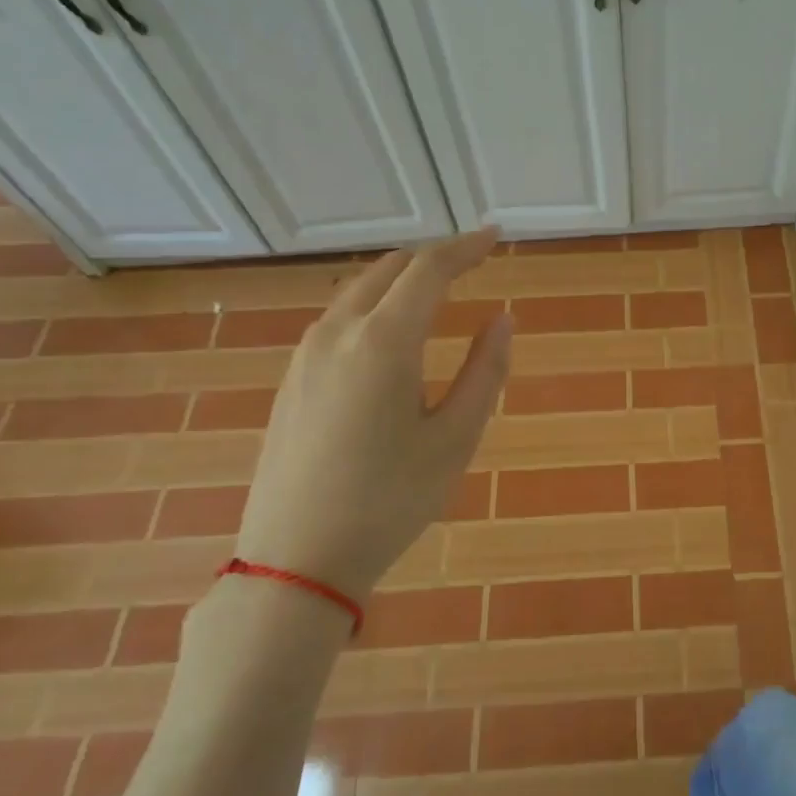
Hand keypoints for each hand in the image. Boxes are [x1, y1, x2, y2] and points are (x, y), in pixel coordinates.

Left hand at [234, 230, 511, 601]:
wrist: (296, 559)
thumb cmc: (390, 501)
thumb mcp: (455, 439)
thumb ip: (486, 372)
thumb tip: (503, 319)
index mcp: (384, 342)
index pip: (430, 270)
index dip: (466, 248)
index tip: (496, 236)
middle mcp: (338, 332)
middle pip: (390, 270)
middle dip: (434, 258)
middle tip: (472, 262)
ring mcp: (306, 354)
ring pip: (359, 290)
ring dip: (401, 280)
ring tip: (437, 292)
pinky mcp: (292, 378)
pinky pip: (338, 317)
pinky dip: (374, 305)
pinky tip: (391, 333)